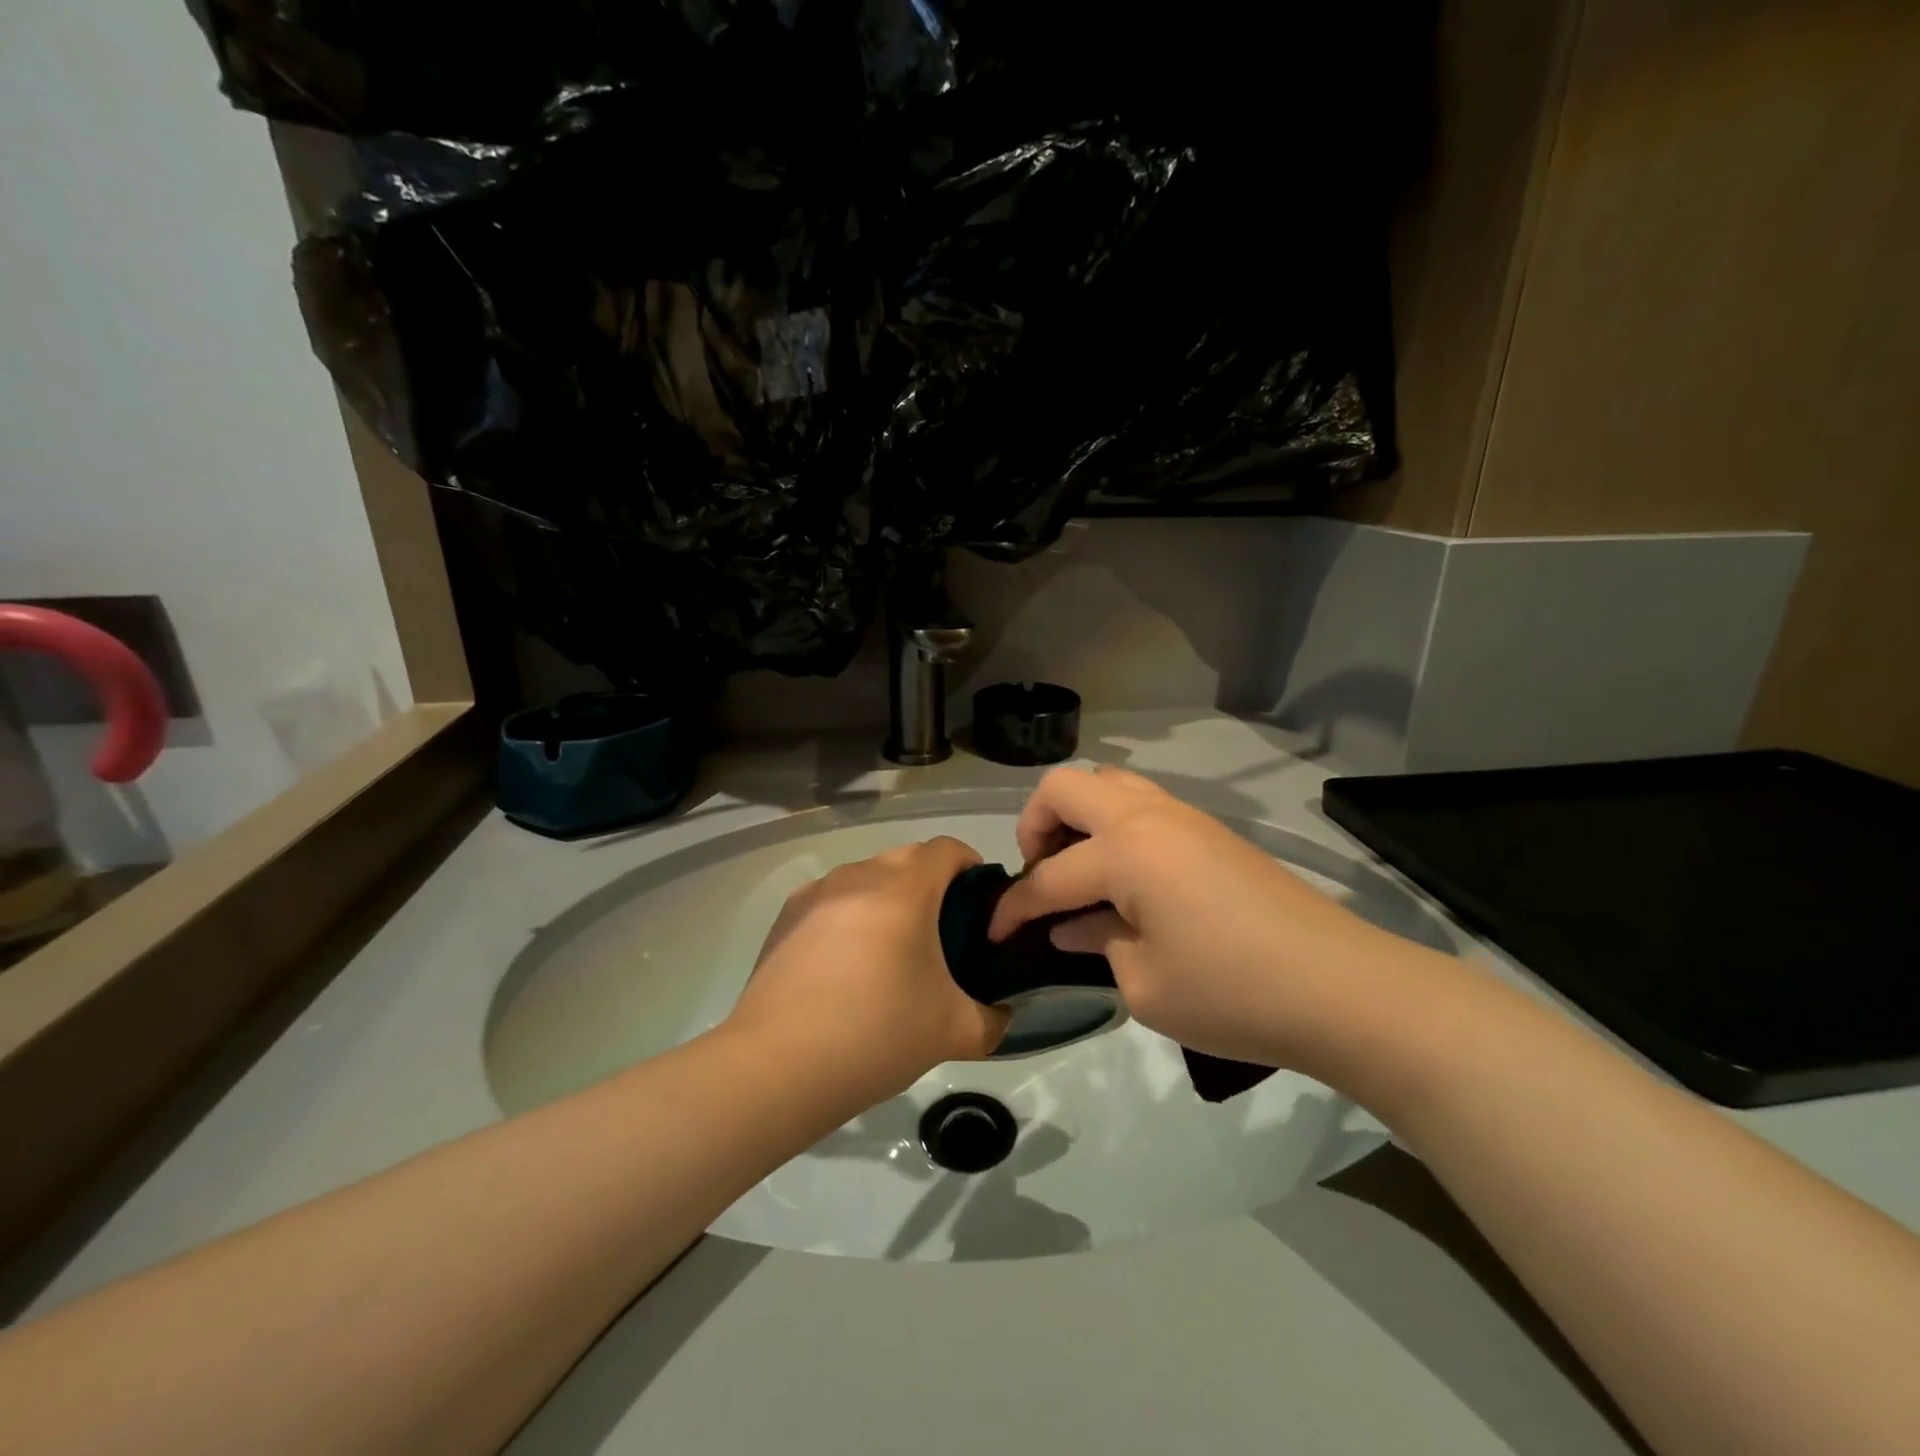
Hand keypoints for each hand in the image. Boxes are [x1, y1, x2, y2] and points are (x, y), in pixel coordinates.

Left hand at [726, 837, 1010, 1101]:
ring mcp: (816, 892)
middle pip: (908, 858)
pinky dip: (850, 916)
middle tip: (940, 936)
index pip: (948, 849)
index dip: (971, 868)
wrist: (777, 1066)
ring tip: (889, 953)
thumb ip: (993, 1018)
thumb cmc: (876, 1035)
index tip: (978, 907)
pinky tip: (844, 966)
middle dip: (931, 885)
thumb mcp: (953, 1032)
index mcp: (904, 889)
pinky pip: (832, 899)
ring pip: (867, 876)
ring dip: (887, 898)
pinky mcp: (785, 916)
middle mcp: (859, 875)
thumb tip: (1002, 1013)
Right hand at [987, 766, 1396, 1070]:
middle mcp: (1147, 815)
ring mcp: (1183, 816)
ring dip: (1077, 818)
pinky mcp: (1209, 830)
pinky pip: (1141, 804)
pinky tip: (1124, 880)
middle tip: (1039, 877)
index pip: (1048, 875)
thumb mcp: (1144, 984)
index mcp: (1125, 850)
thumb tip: (1072, 925)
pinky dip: (1113, 827)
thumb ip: (1096, 942)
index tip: (992, 934)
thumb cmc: (1232, 992)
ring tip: (1079, 871)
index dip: (1013, 907)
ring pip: (1107, 783)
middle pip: (1065, 787)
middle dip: (1034, 827)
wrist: (1341, 987)